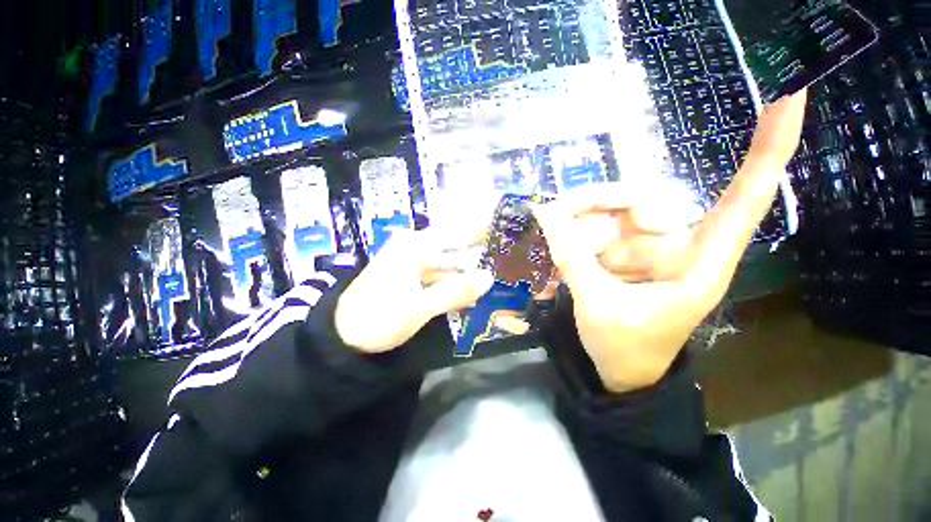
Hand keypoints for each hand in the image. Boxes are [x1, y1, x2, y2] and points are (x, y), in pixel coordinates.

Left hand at [335, 204, 496, 353]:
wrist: (343, 337)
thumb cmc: (376, 319)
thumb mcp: (416, 308)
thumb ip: (453, 292)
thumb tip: (489, 278)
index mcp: (415, 246)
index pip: (457, 232)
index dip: (482, 230)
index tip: (506, 231)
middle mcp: (417, 248)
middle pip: (457, 249)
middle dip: (481, 256)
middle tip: (511, 260)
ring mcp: (416, 264)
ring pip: (451, 264)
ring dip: (471, 272)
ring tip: (500, 276)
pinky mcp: (416, 278)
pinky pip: (443, 277)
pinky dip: (458, 284)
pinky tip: (476, 291)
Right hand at [535, 89, 807, 392]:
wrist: (618, 371)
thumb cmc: (624, 348)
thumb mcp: (597, 306)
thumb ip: (571, 258)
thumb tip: (545, 214)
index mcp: (697, 263)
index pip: (744, 199)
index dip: (769, 149)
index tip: (791, 92)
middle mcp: (675, 245)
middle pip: (644, 198)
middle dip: (597, 201)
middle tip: (556, 212)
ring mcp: (646, 247)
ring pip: (612, 212)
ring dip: (578, 221)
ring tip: (552, 237)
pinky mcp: (622, 252)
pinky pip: (596, 228)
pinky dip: (574, 233)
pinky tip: (558, 243)